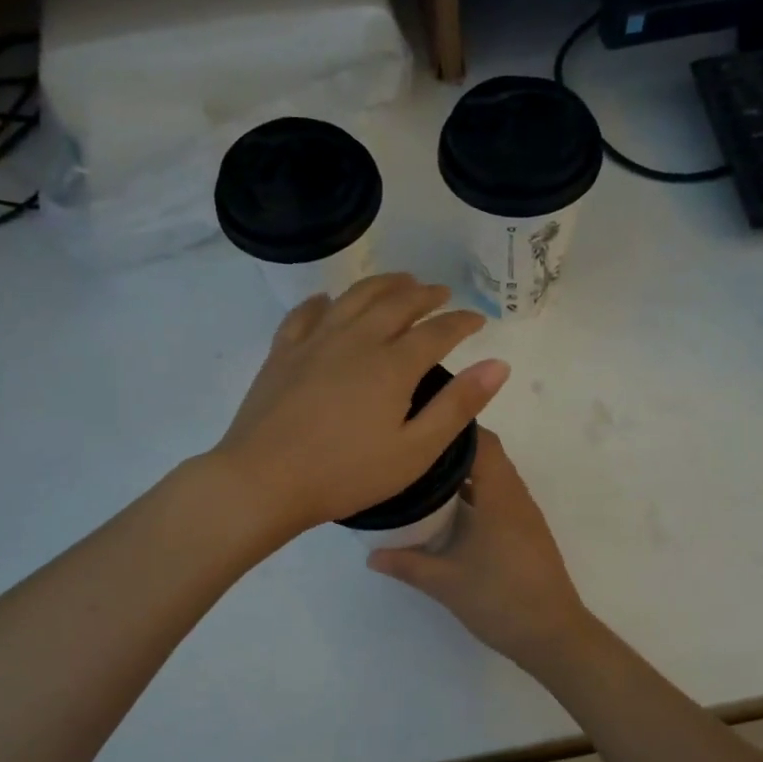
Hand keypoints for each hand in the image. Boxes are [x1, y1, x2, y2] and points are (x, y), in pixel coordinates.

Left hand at [211, 274, 508, 539]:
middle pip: (397, 303)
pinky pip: (306, 313)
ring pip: (354, 298)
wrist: (264, 481)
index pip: (437, 331)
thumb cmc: (346, 474)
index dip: (462, 322)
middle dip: (424, 294)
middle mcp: (356, 340)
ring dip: (382, 285)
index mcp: (392, 365)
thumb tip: (498, 364)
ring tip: (400, 280)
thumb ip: (458, 405)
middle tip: (441, 292)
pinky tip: (328, 300)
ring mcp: (315, 342)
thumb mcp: (414, 451)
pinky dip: (324, 301)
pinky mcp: (283, 353)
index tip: (478, 318)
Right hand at [368, 427, 593, 667]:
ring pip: (495, 477)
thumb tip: (371, 555)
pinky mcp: (527, 533)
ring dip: (466, 473)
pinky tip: (451, 512)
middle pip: (489, 455)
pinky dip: (477, 493)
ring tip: (425, 476)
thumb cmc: (500, 599)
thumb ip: (407, 564)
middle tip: (415, 451)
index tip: (422, 424)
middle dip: (454, 449)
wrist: (553, 635)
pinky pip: (501, 497)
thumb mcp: (446, 583)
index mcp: (500, 496)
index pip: (483, 441)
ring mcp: (525, 516)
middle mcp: (516, 497)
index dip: (455, 427)